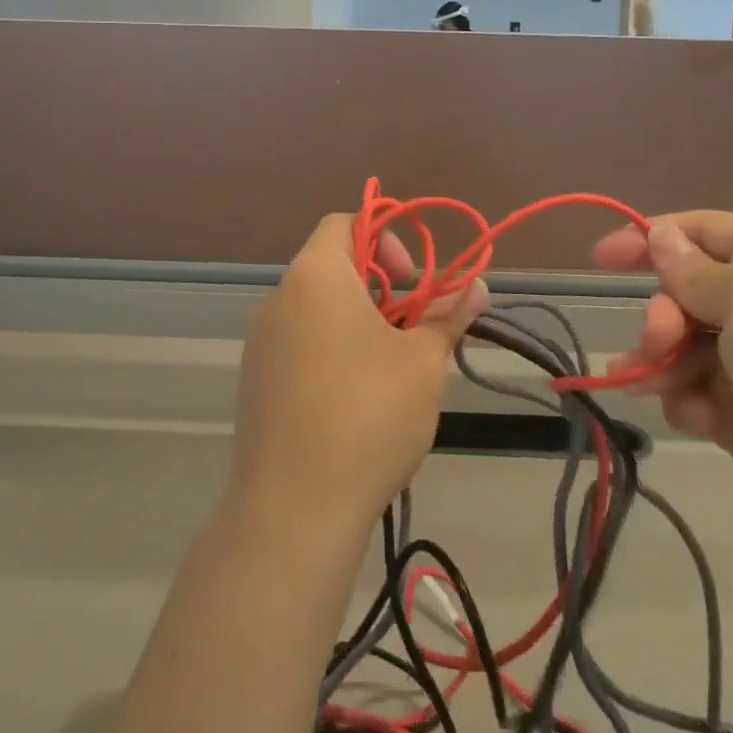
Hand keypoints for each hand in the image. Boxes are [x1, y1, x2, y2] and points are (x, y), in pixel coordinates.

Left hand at [228, 214, 486, 535]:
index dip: (386, 237)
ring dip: (358, 323)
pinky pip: (299, 344)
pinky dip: (332, 352)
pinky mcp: (255, 382)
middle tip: (412, 331)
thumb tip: (477, 286)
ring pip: (317, 309)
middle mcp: (279, 298)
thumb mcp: (423, 361)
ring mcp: (261, 342)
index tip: (412, 282)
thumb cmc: (367, 414)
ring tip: (392, 371)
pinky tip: (357, 403)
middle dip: (380, 288)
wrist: (293, 510)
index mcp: (315, 275)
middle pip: (332, 266)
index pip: (344, 222)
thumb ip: (449, 314)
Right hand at [593, 213, 732, 584]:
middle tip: (658, 340)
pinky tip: (697, 420)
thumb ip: (694, 270)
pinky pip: (698, 393)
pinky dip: (687, 401)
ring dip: (662, 360)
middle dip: (663, 313)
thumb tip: (662, 237)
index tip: (600, 258)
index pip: (706, 230)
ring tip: (654, 383)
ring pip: (685, 344)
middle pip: (689, 290)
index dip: (651, 238)